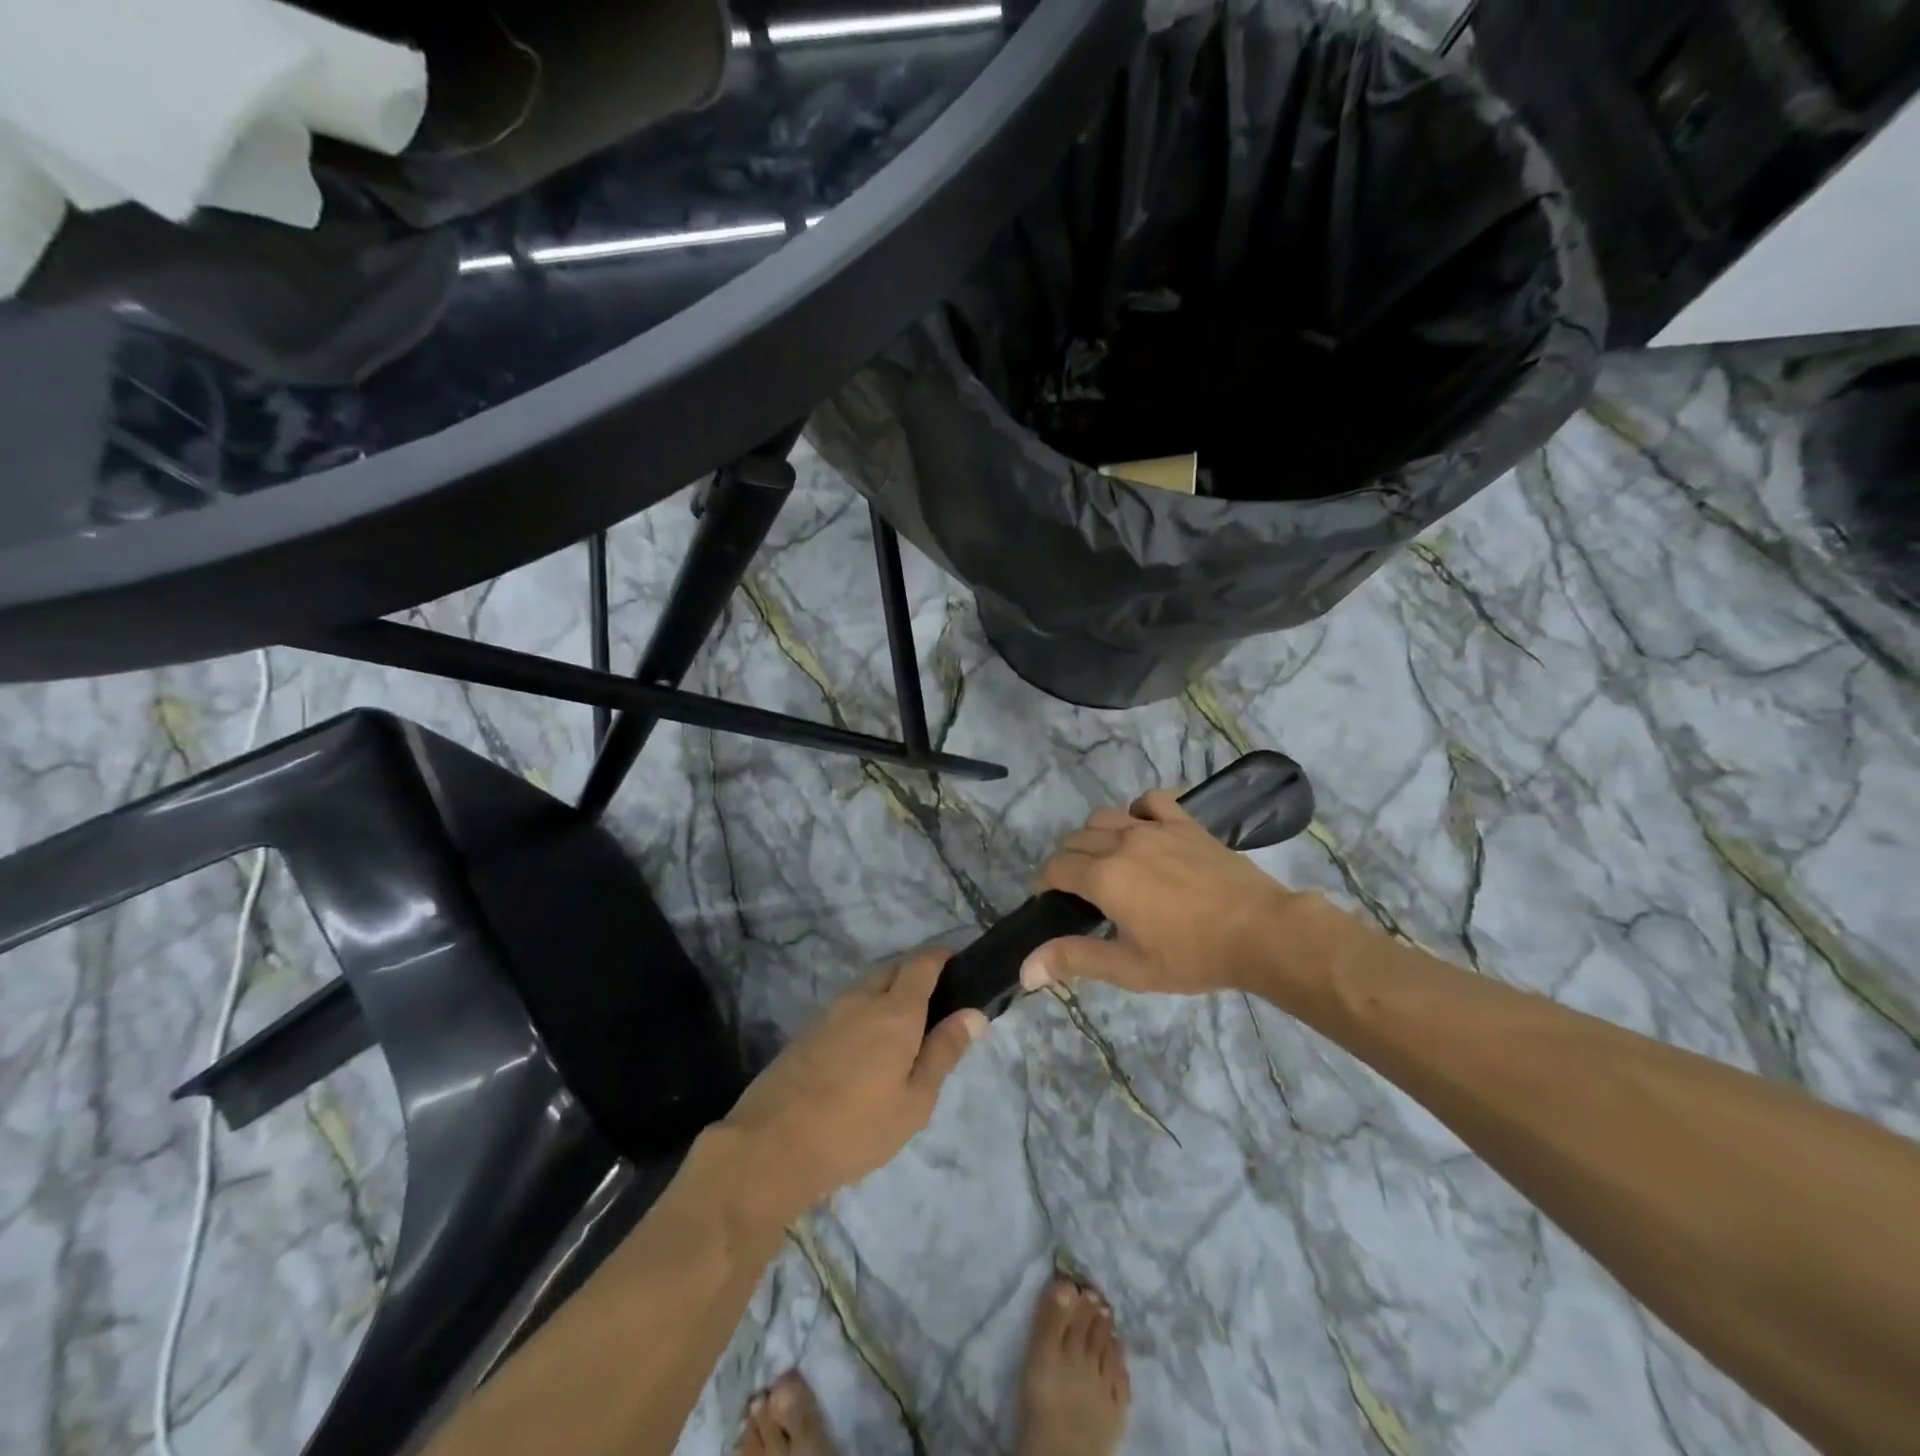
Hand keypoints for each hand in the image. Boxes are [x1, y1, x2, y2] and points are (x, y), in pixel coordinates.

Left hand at [721, 949, 986, 1224]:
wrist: (771, 1146)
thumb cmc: (856, 1128)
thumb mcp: (915, 1101)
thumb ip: (944, 1052)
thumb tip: (974, 1014)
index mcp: (895, 1011)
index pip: (921, 963)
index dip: (941, 956)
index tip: (957, 963)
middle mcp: (862, 999)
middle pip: (893, 968)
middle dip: (916, 971)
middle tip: (936, 1001)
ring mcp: (830, 1012)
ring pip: (867, 985)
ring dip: (888, 990)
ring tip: (904, 1026)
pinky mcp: (807, 1031)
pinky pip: (847, 1005)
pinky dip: (865, 1009)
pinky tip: (867, 1045)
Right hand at [1023, 788, 1300, 995]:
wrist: (1261, 932)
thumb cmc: (1193, 955)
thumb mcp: (1130, 968)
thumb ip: (1074, 960)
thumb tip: (1025, 970)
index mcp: (1103, 877)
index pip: (1055, 867)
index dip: (1045, 883)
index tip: (1052, 902)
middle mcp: (1121, 842)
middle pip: (1075, 840)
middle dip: (1066, 862)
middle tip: (1081, 892)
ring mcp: (1154, 827)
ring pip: (1104, 816)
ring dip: (1094, 837)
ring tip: (1107, 862)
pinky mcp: (1184, 823)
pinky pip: (1150, 801)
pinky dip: (1137, 811)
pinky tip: (1143, 830)